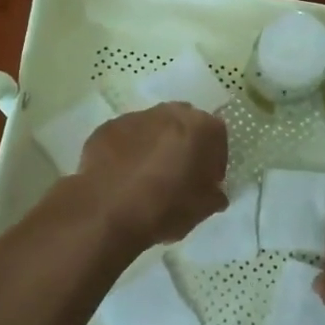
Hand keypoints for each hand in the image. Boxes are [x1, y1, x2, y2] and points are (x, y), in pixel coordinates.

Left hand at [77, 103, 227, 247]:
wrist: (107, 212)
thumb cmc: (165, 208)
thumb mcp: (203, 209)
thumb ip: (214, 195)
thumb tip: (214, 193)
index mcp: (200, 127)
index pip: (217, 137)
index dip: (214, 161)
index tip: (207, 182)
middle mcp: (170, 113)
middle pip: (184, 125)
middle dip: (184, 146)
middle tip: (179, 174)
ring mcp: (135, 117)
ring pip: (153, 129)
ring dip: (155, 146)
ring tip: (147, 177)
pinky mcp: (107, 128)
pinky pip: (126, 138)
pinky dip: (128, 152)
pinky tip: (123, 177)